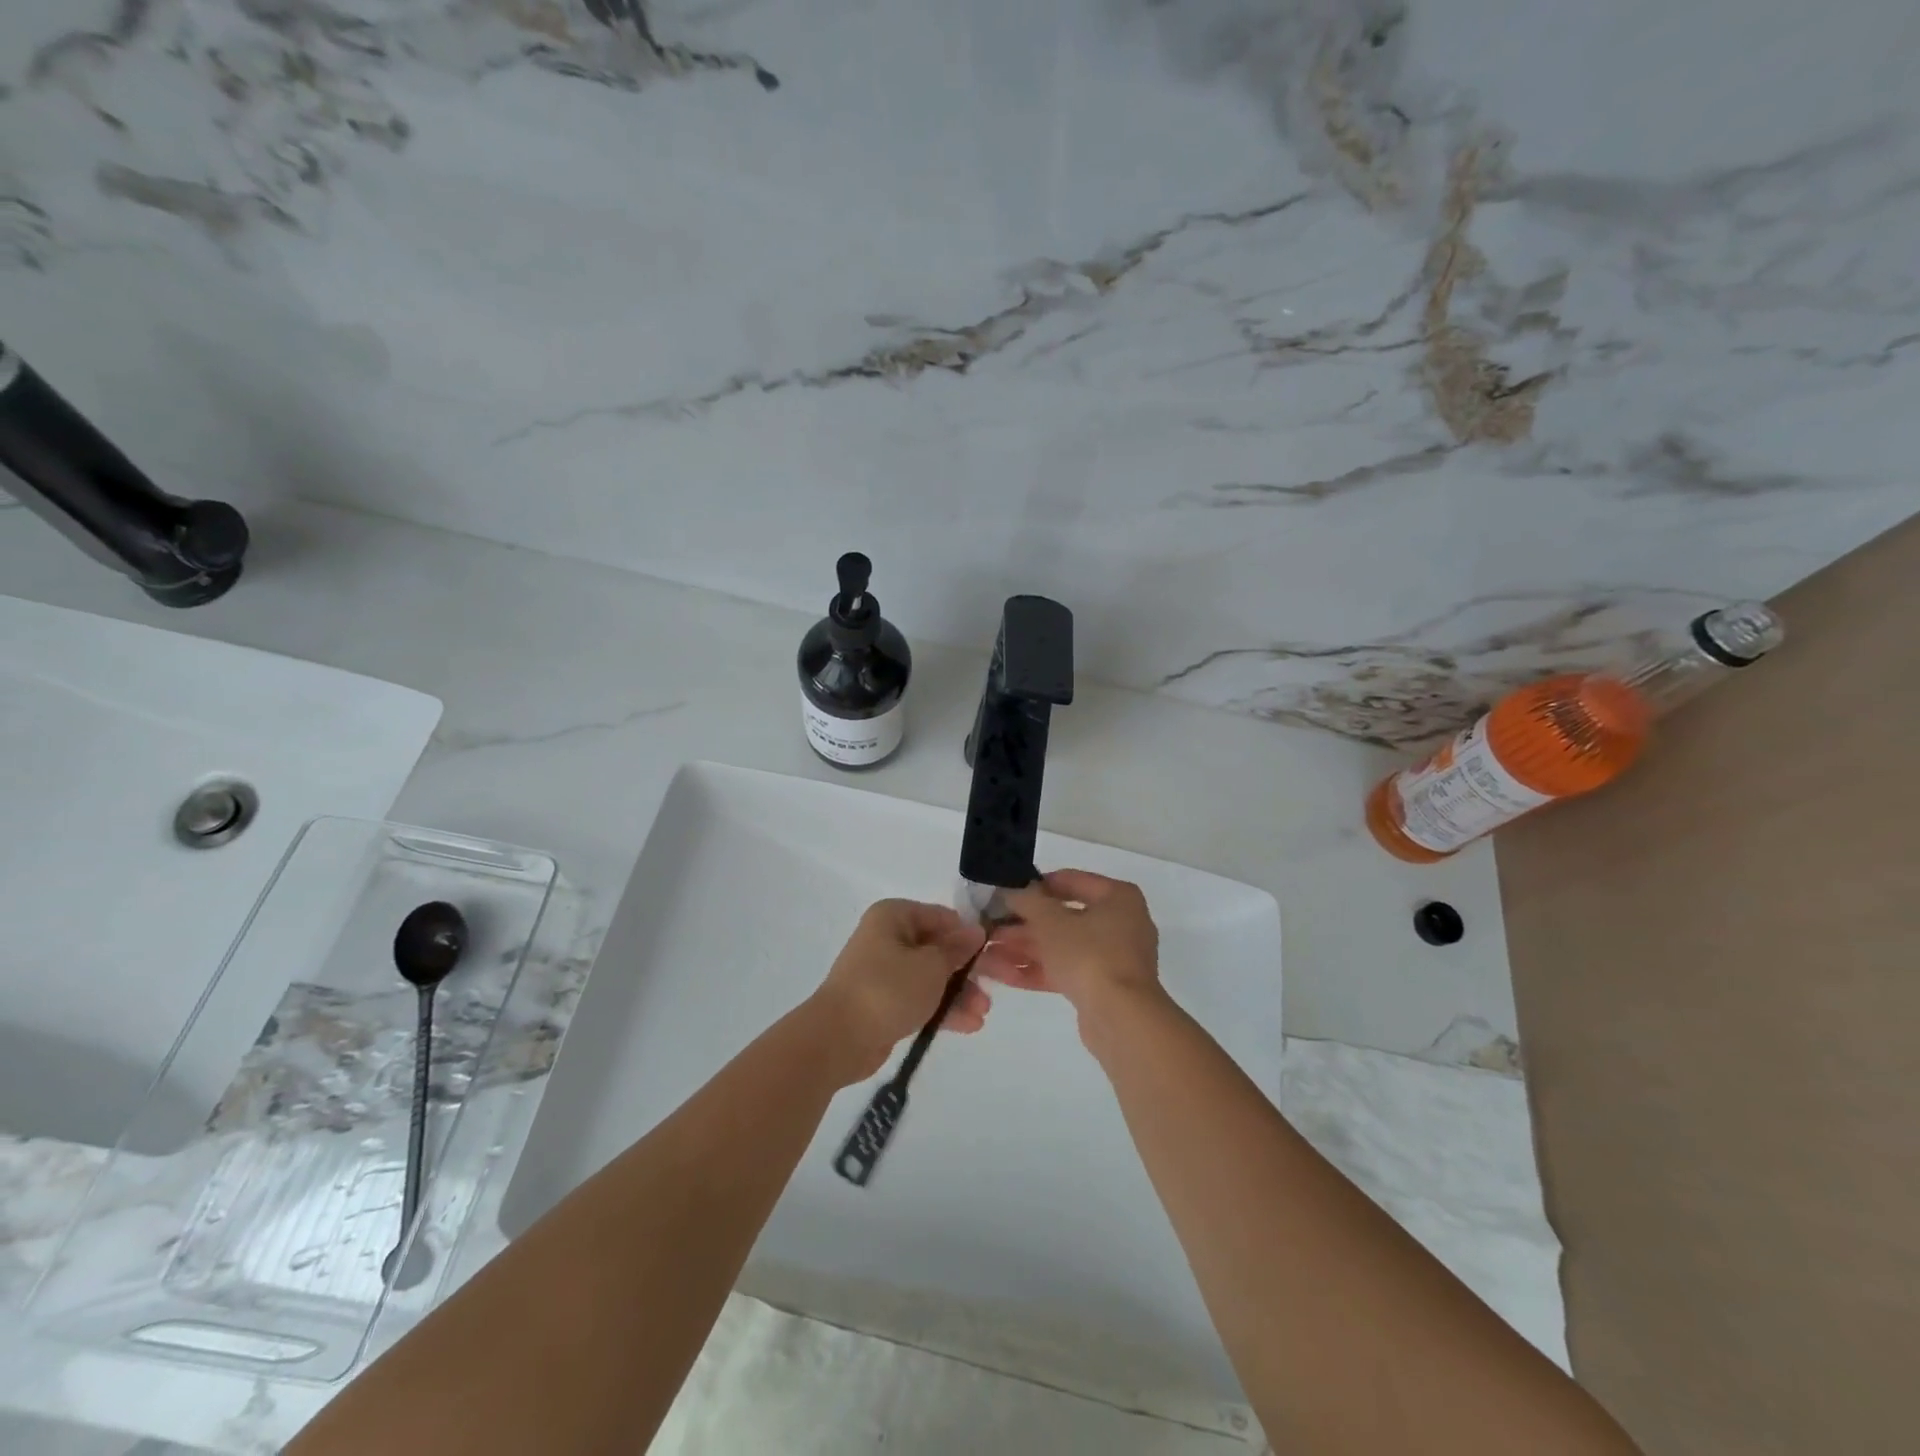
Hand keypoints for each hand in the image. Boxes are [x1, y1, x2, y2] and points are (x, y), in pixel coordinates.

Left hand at [810, 900, 990, 1082]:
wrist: (838, 1039)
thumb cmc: (888, 989)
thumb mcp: (931, 966)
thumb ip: (956, 950)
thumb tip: (975, 932)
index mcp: (894, 917)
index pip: (941, 917)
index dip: (968, 934)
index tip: (994, 953)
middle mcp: (887, 938)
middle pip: (937, 948)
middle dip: (967, 970)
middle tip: (996, 986)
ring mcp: (884, 972)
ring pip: (931, 976)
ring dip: (958, 993)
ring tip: (982, 1013)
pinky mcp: (883, 1002)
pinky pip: (919, 999)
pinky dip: (942, 1009)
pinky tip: (969, 1024)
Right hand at [977, 870, 1162, 1034]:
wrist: (1121, 1019)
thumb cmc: (1088, 954)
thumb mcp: (1050, 920)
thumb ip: (1027, 900)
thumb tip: (1011, 891)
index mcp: (1117, 897)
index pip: (1070, 880)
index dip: (1035, 885)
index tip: (1006, 893)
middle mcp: (1120, 923)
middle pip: (1064, 917)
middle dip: (1024, 924)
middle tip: (991, 927)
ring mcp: (1112, 958)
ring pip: (1062, 946)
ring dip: (1025, 948)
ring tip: (988, 952)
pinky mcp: (1102, 987)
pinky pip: (1066, 971)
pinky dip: (1038, 970)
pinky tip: (1003, 975)